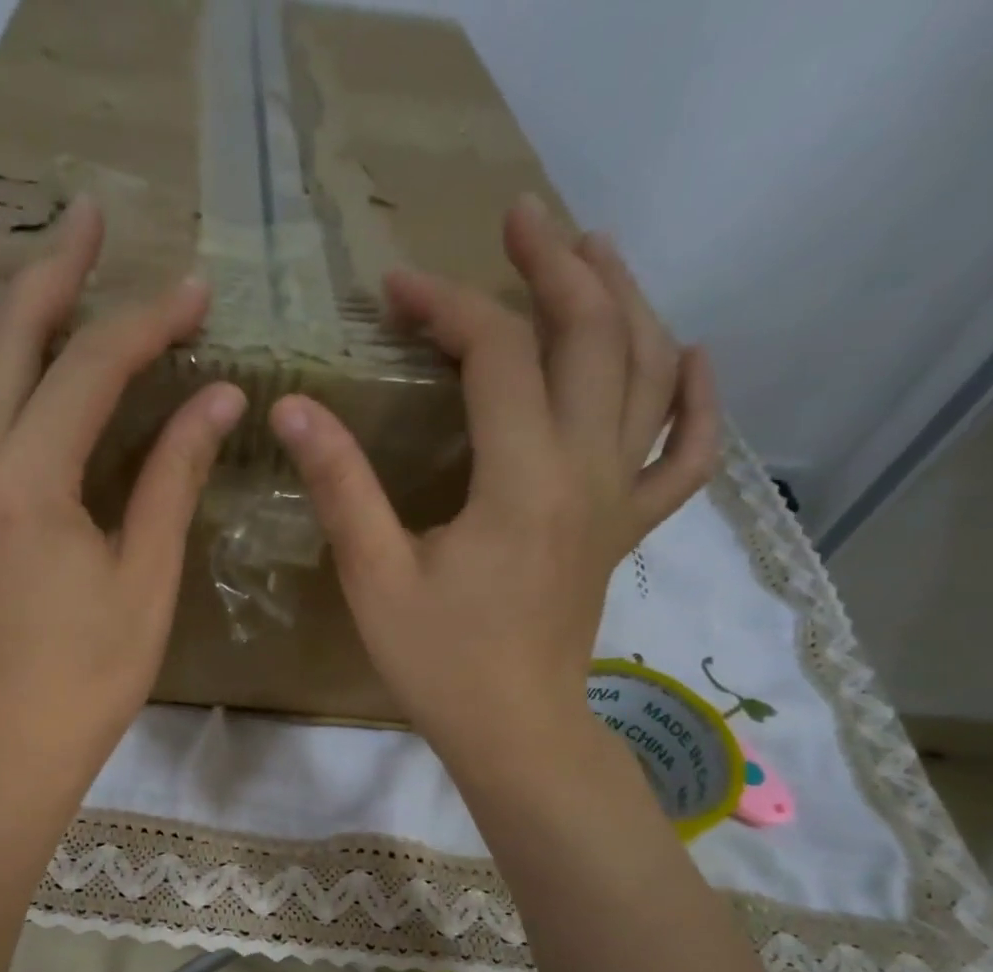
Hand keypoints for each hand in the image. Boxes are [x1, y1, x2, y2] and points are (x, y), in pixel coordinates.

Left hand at [0, 196, 246, 796]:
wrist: (15, 740)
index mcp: (29, 483)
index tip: (193, 293)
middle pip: (8, 342)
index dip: (146, 324)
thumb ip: (172, 478)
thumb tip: (217, 398)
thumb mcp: (146, 578)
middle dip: (54, 272)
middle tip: (88, 216)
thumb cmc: (93, 673)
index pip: (91, 371)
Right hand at [269, 195, 719, 777]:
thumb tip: (295, 408)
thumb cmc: (440, 663)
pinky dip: (697, 400)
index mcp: (523, 480)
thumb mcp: (375, 577)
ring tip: (594, 253)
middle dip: (555, 266)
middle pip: (594, 337)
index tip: (395, 289)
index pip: (497, 357)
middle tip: (520, 218)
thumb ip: (341, 486)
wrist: (514, 731)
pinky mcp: (624, 529)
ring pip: (648, 374)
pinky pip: (686, 455)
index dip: (446, 307)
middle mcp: (586, 471)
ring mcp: (618, 499)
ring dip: (626, 301)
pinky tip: (692, 357)